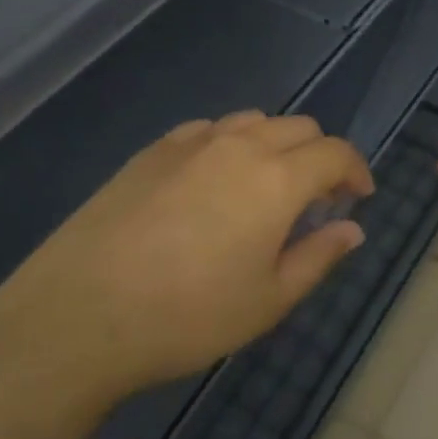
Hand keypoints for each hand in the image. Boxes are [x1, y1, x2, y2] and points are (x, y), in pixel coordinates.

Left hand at [0, 111, 374, 421]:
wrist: (79, 315)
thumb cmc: (187, 316)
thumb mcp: (268, 300)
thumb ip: (319, 256)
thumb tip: (353, 229)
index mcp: (277, 178)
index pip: (335, 152)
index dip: (356, 170)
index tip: (358, 197)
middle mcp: (239, 145)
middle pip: (298, 127)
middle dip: (319, 156)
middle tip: (315, 200)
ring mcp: (190, 142)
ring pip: (252, 122)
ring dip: (275, 145)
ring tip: (265, 189)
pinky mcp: (151, 151)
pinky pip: (208, 131)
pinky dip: (230, 145)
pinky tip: (213, 183)